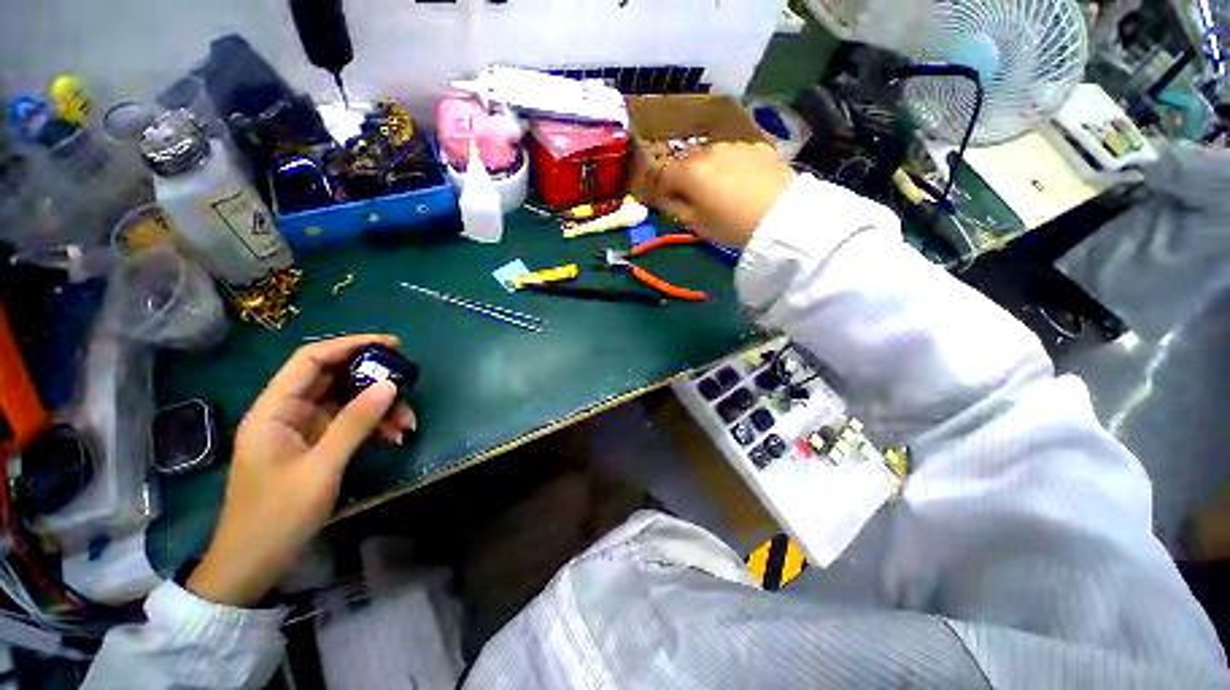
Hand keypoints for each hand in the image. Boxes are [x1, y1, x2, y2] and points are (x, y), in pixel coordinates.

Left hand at [187, 335, 416, 606]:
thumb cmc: (277, 515)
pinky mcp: (315, 446)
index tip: (390, 344)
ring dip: (379, 406)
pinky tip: (394, 435)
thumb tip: (390, 384)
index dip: (349, 345)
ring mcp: (302, 430)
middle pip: (332, 378)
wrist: (254, 563)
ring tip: (406, 422)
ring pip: (346, 402)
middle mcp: (287, 413)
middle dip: (372, 378)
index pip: (310, 360)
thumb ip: (354, 423)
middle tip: (408, 382)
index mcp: (274, 410)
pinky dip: (373, 425)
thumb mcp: (321, 468)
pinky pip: (349, 423)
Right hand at [650, 143, 795, 247]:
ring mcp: (735, 145)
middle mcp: (709, 151)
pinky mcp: (757, 147)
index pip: (664, 174)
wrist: (782, 216)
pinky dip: (730, 166)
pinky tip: (741, 182)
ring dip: (708, 169)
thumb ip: (677, 209)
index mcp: (690, 172)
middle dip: (685, 177)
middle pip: (688, 161)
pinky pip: (734, 155)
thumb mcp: (698, 224)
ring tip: (719, 189)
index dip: (661, 188)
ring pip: (711, 156)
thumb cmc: (733, 226)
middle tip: (692, 196)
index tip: (665, 200)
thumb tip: (666, 199)